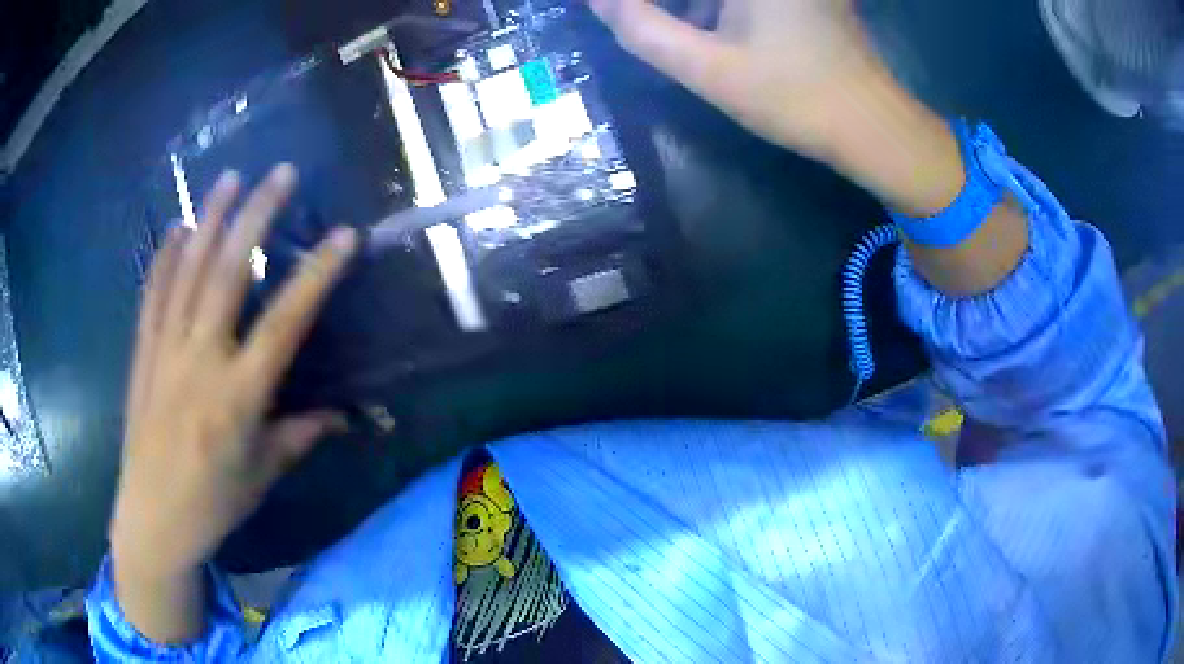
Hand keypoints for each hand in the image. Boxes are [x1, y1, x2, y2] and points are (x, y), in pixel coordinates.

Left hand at [111, 165, 355, 606]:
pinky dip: (164, 257)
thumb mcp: (264, 473)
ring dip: (210, 219)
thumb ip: (302, 434)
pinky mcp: (143, 354)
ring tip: (230, 177)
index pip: (285, 323)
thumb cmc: (214, 502)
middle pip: (228, 274)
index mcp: (239, 396)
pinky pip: (153, 295)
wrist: (153, 519)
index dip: (316, 275)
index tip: (343, 235)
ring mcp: (166, 351)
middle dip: (257, 217)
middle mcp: (201, 361)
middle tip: (280, 172)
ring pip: (187, 271)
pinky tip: (176, 227)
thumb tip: (344, 414)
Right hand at [589, 0, 875, 157]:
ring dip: (690, 8)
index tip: (619, 14)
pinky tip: (711, 32)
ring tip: (668, 31)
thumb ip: (643, 30)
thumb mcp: (709, 69)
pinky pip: (745, 0)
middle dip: (669, 9)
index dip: (641, 4)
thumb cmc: (795, 98)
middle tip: (639, 24)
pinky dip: (718, 9)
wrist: (873, 126)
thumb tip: (599, 0)